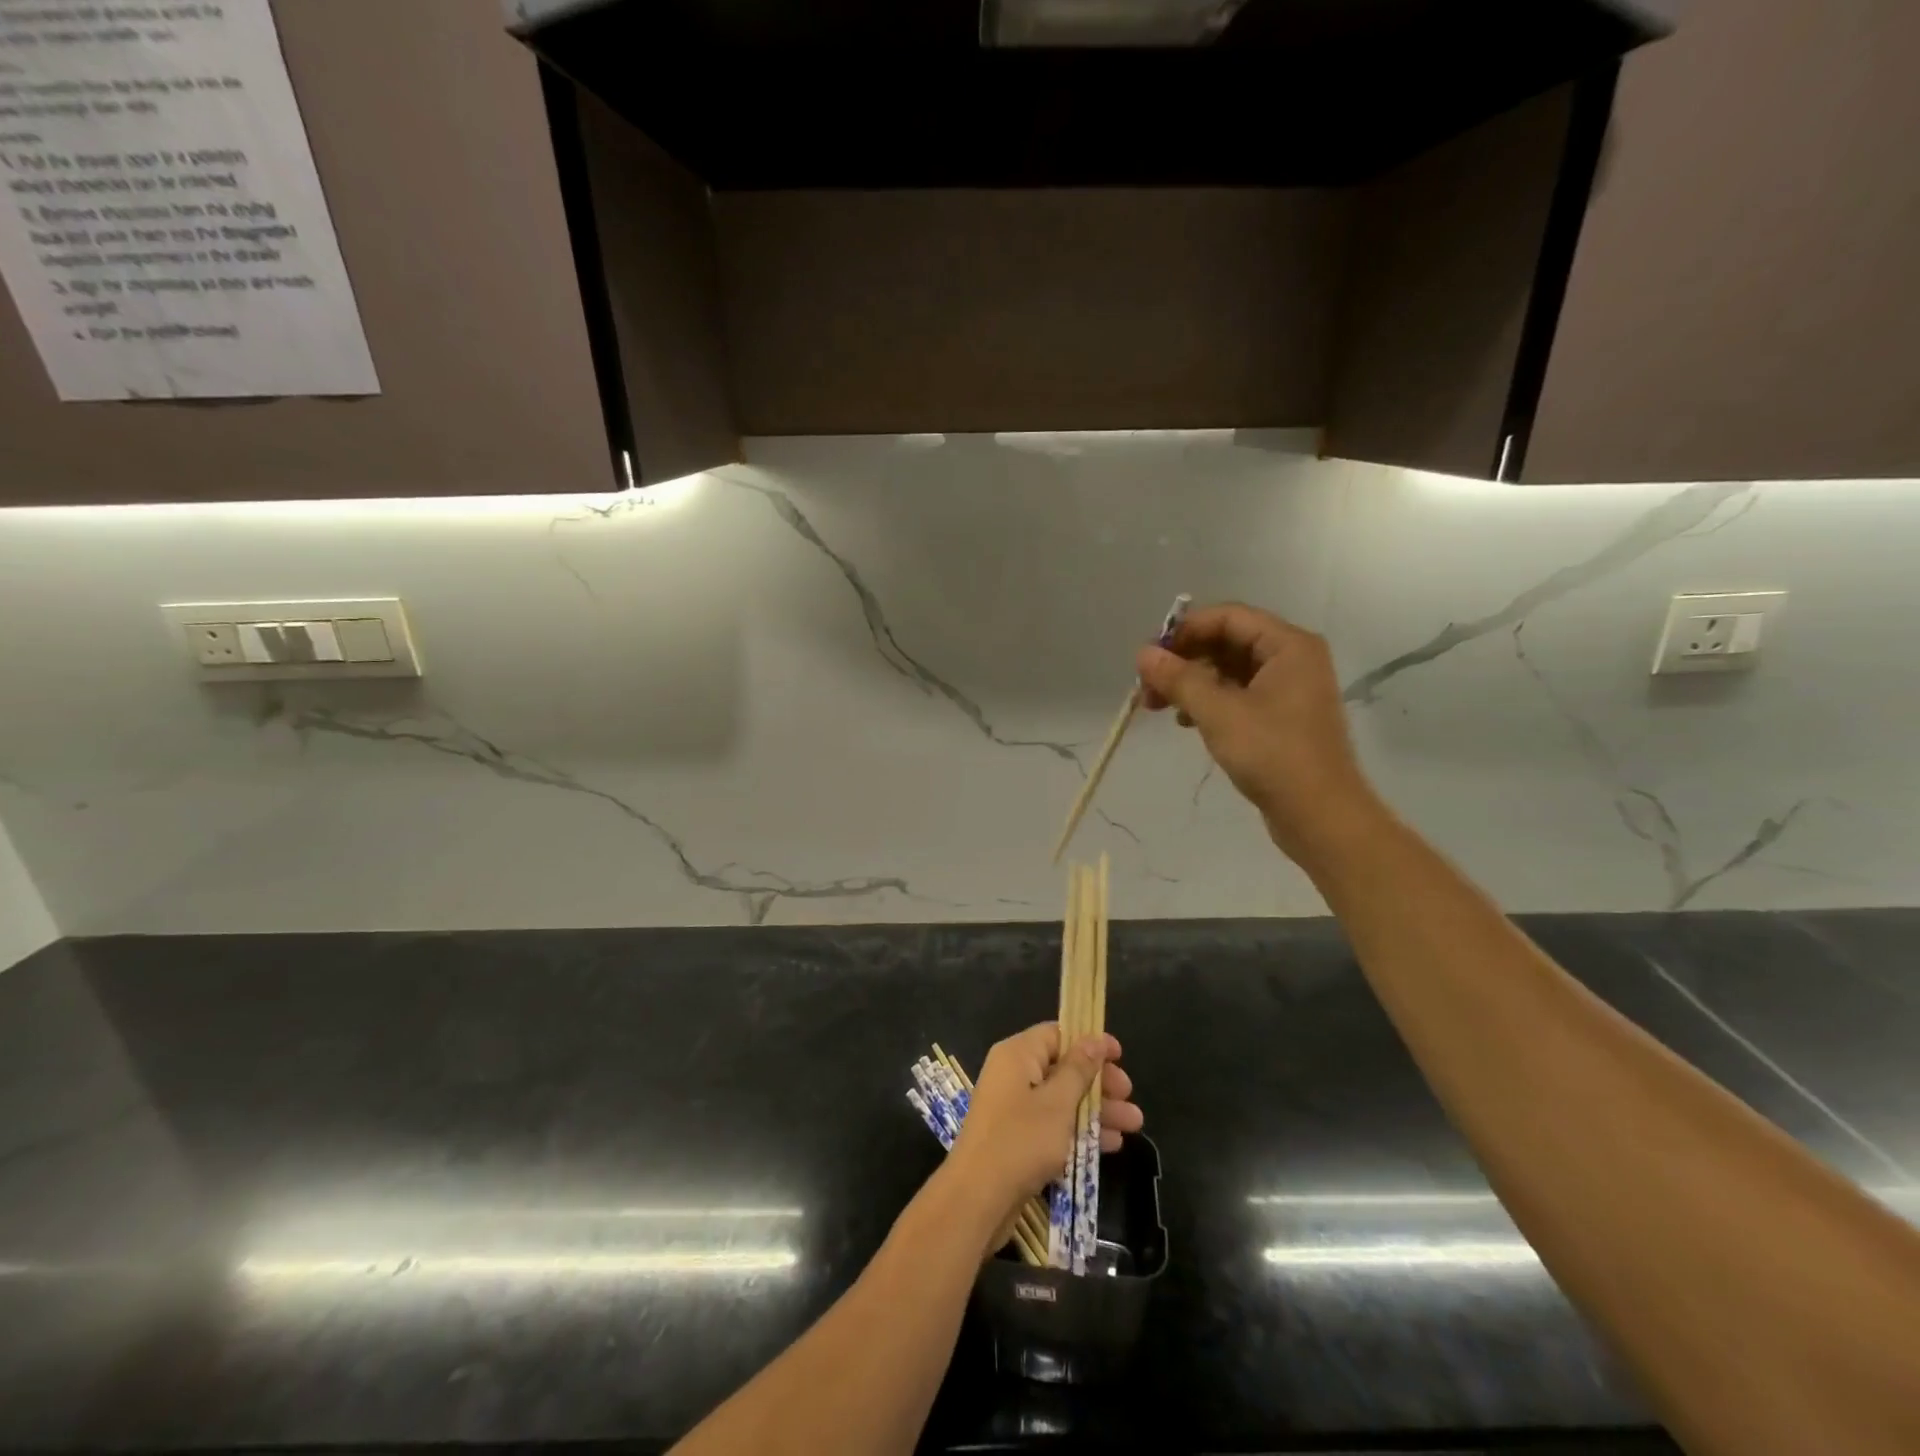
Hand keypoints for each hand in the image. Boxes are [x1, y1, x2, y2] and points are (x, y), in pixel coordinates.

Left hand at [947, 1023, 1141, 1233]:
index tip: (1120, 1056)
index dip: (1089, 1042)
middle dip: (1099, 1082)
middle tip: (1129, 1096)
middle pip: (1063, 1068)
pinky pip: (1054, 1124)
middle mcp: (1014, 1074)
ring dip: (1097, 1110)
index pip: (1057, 1035)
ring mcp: (1014, 1108)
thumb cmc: (1020, 1140)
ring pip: (1062, 1099)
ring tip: (1134, 1125)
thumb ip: (1079, 1069)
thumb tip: (1095, 1038)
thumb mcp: (1057, 1102)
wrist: (977, 1198)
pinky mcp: (1017, 1138)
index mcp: (1018, 1054)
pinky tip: (1112, 1145)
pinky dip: (1080, 1130)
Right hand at [1136, 602, 1382, 866]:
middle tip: (1148, 688)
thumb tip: (1143, 653)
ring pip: (1229, 671)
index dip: (1185, 631)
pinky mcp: (1280, 718)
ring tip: (1160, 707)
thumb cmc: (1272, 754)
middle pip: (1227, 642)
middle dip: (1184, 661)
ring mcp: (1288, 689)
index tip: (1151, 658)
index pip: (1228, 617)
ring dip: (1192, 683)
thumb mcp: (1218, 712)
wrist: (1319, 815)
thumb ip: (1179, 679)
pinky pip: (1237, 695)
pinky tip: (1186, 722)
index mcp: (1288, 645)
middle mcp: (1292, 659)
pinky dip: (1209, 702)